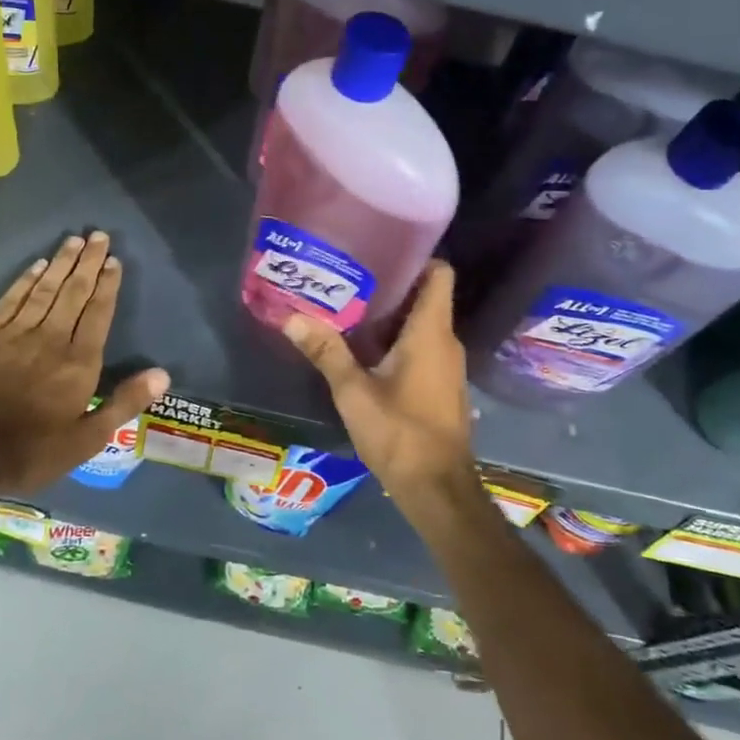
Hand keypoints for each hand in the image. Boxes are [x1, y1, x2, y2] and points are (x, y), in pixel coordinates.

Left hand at [0, 232, 169, 493]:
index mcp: (78, 362)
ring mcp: (15, 334)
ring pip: (44, 289)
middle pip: (73, 292)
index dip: (107, 285)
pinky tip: (36, 265)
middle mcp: (50, 338)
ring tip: (74, 240)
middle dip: (88, 262)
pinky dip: (26, 280)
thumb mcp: (86, 439)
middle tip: (99, 236)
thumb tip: (163, 375)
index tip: (114, 261)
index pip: (98, 313)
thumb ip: (124, 403)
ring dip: (60, 263)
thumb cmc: (30, 451)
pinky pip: (11, 299)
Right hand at [283, 261, 477, 510]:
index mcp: (430, 332)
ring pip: (423, 324)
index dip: (416, 257)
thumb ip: (325, 352)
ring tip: (351, 308)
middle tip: (350, 277)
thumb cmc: (399, 433)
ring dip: (392, 316)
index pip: (439, 273)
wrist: (437, 489)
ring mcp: (447, 365)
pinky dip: (399, 341)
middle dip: (391, 285)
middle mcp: (446, 342)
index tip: (382, 250)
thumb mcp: (354, 392)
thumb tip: (291, 317)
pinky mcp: (442, 386)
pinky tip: (366, 349)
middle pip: (426, 296)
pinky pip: (423, 347)